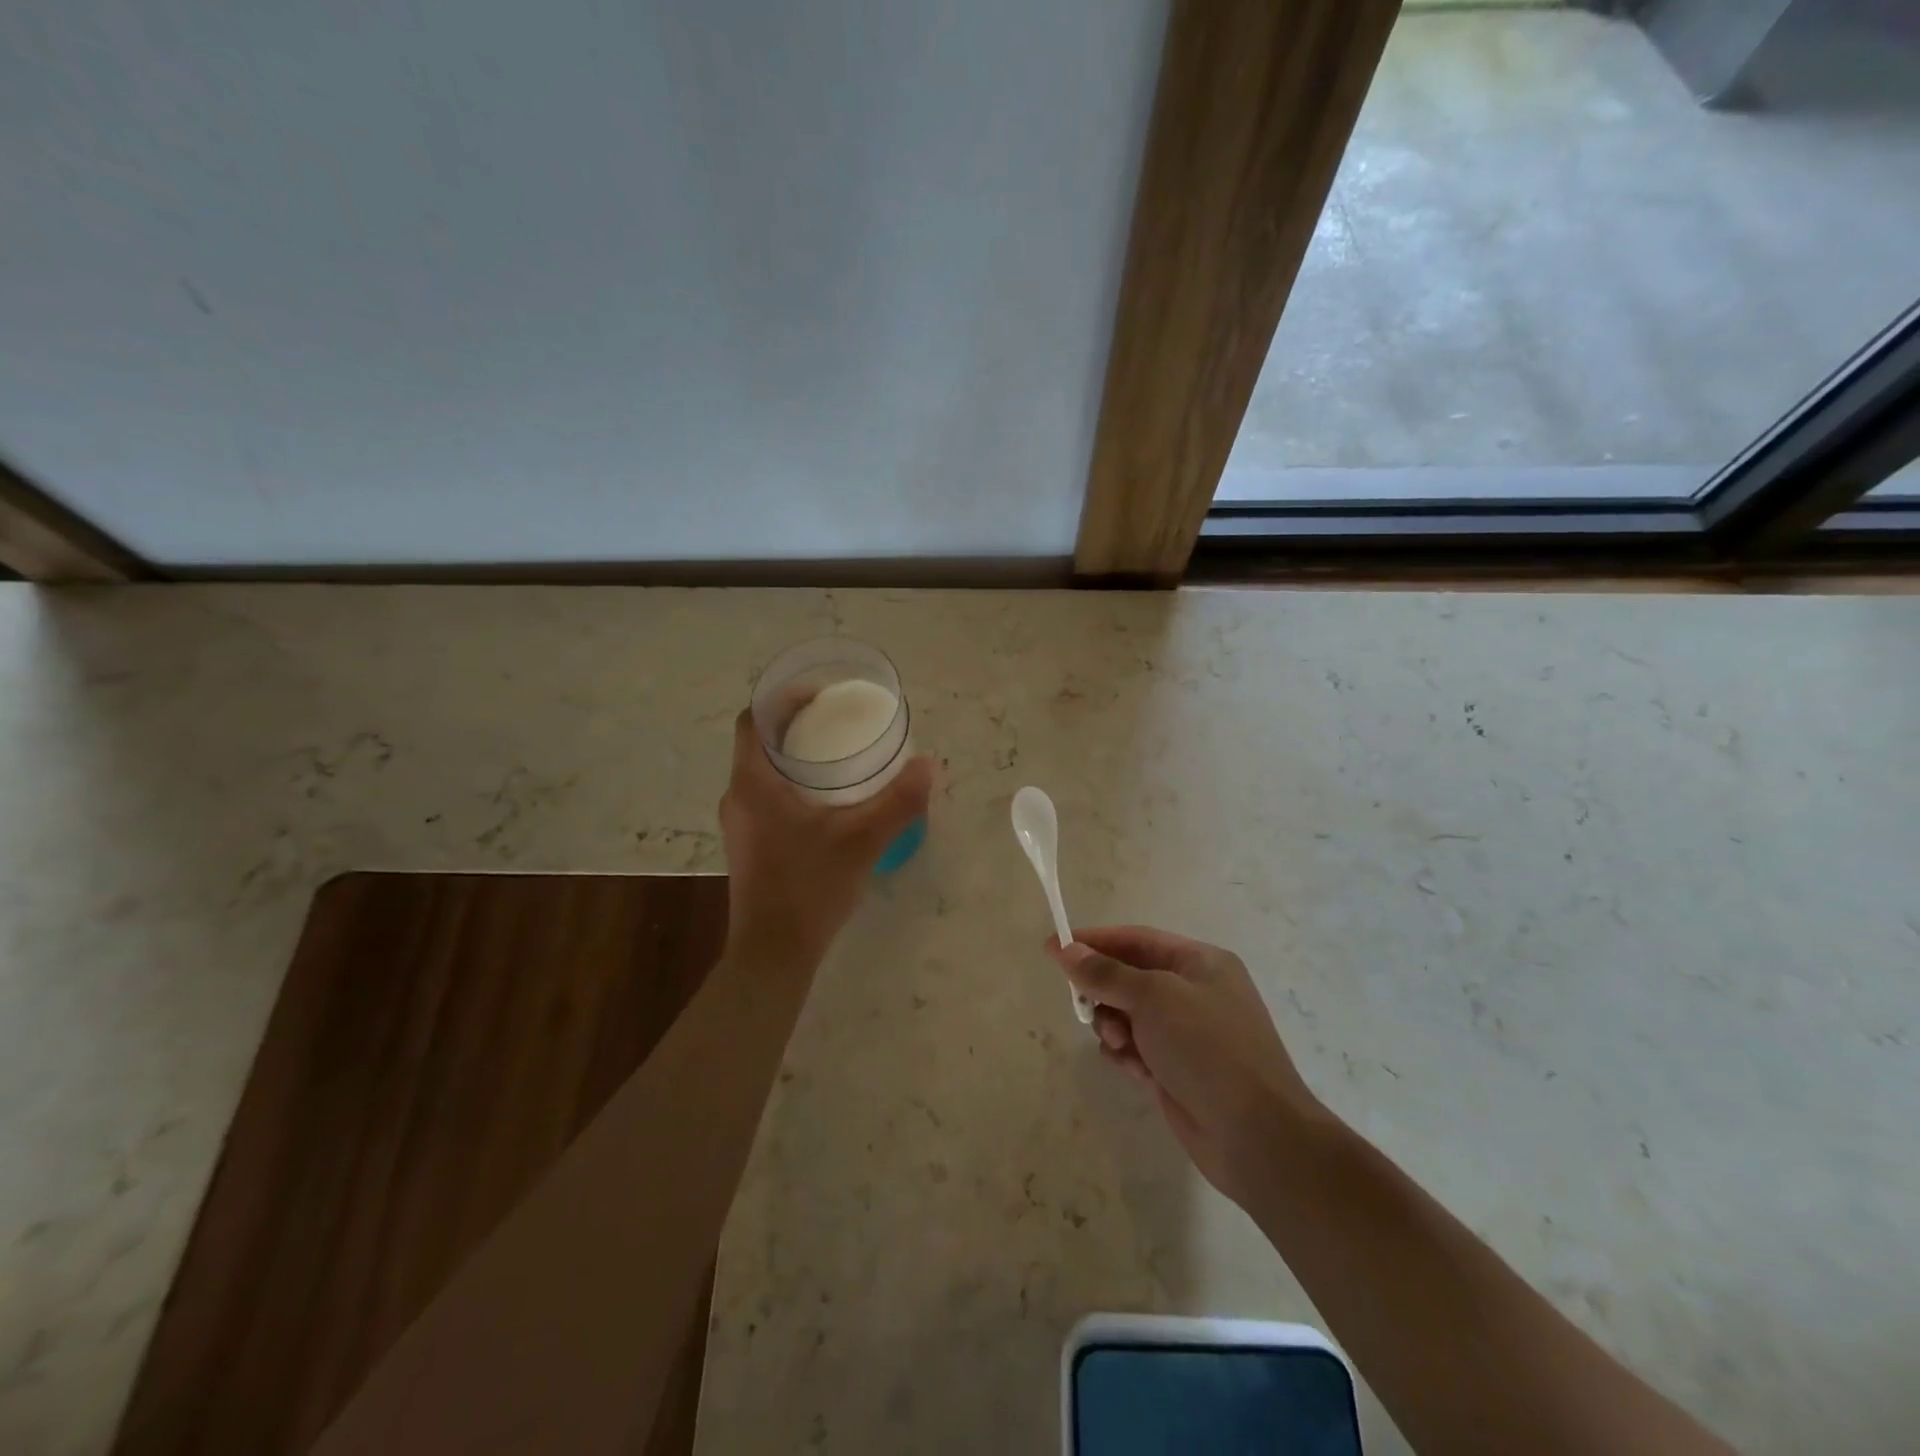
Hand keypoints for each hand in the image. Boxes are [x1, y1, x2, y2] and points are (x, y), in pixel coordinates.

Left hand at [718, 709, 933, 963]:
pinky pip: (766, 798)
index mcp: (752, 783)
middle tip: (839, 722)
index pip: (754, 719)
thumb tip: (929, 766)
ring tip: (838, 757)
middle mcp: (737, 797)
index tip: (820, 694)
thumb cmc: (809, 886)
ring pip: (763, 773)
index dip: (782, 698)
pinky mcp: (749, 846)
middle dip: (796, 726)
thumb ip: (897, 801)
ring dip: (794, 758)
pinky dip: (792, 786)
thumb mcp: (861, 840)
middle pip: (760, 743)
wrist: (773, 953)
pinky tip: (827, 802)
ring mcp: (739, 824)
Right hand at [1047, 926, 1323, 1209]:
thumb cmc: (1208, 1049)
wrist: (1257, 1137)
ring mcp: (1187, 1034)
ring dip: (1114, 1026)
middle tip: (1085, 1008)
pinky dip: (1127, 1054)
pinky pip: (1136, 1048)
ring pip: (1128, 1015)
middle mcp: (1195, 993)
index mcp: (1200, 963)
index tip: (1052, 948)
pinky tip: (1133, 1070)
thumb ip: (1106, 973)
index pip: (1136, 939)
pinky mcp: (1177, 1070)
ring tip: (1121, 1045)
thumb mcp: (1154, 999)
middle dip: (1105, 991)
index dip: (1094, 941)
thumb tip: (1065, 949)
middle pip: (1129, 977)